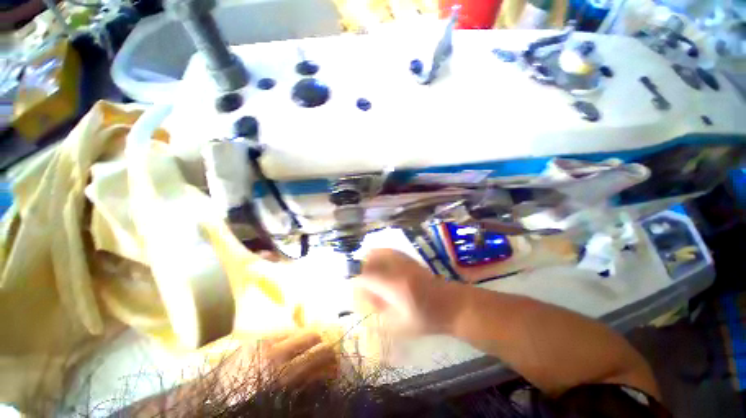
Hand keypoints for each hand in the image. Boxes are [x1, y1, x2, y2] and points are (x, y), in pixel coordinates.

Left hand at [219, 330, 337, 392]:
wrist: (208, 400)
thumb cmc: (245, 406)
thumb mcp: (278, 401)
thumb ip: (302, 387)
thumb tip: (324, 374)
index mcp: (281, 377)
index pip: (318, 356)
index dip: (332, 358)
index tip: (336, 364)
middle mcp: (276, 354)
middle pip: (312, 335)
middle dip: (323, 343)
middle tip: (325, 354)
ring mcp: (265, 341)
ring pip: (300, 329)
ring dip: (309, 339)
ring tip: (309, 349)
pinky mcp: (256, 337)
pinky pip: (284, 331)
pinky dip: (293, 337)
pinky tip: (291, 347)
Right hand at [353, 249, 459, 334]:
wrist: (451, 305)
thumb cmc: (426, 320)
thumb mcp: (399, 325)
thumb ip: (378, 313)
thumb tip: (364, 301)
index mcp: (394, 287)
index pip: (366, 277)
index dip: (357, 282)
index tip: (355, 290)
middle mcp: (398, 269)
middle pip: (371, 261)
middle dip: (362, 271)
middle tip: (363, 283)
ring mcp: (405, 261)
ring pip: (380, 252)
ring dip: (370, 260)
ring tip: (369, 272)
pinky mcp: (410, 259)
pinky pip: (390, 251)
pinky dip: (380, 254)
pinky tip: (380, 263)